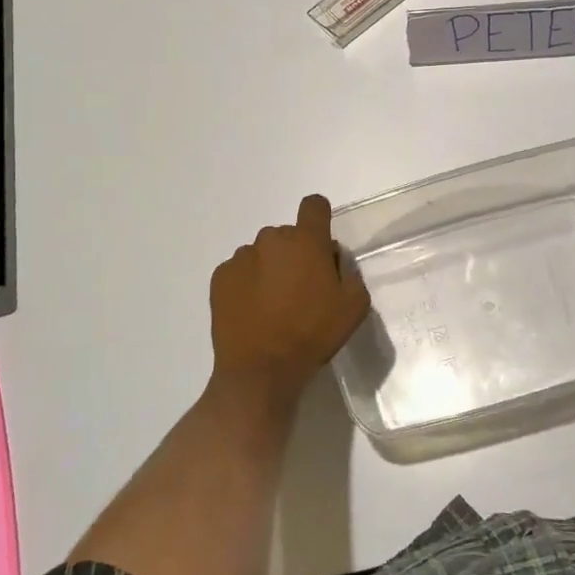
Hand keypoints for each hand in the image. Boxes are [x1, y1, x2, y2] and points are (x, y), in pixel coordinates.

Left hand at [209, 194, 370, 404]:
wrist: (260, 369)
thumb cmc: (312, 334)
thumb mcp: (354, 307)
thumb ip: (350, 274)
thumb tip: (333, 261)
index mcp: (306, 241)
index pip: (314, 205)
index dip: (319, 218)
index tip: (320, 244)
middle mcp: (271, 239)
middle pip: (287, 234)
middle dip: (295, 253)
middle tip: (300, 288)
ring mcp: (242, 257)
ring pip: (262, 253)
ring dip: (270, 268)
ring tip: (272, 305)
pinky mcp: (220, 276)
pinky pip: (239, 270)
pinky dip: (247, 283)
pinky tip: (252, 311)